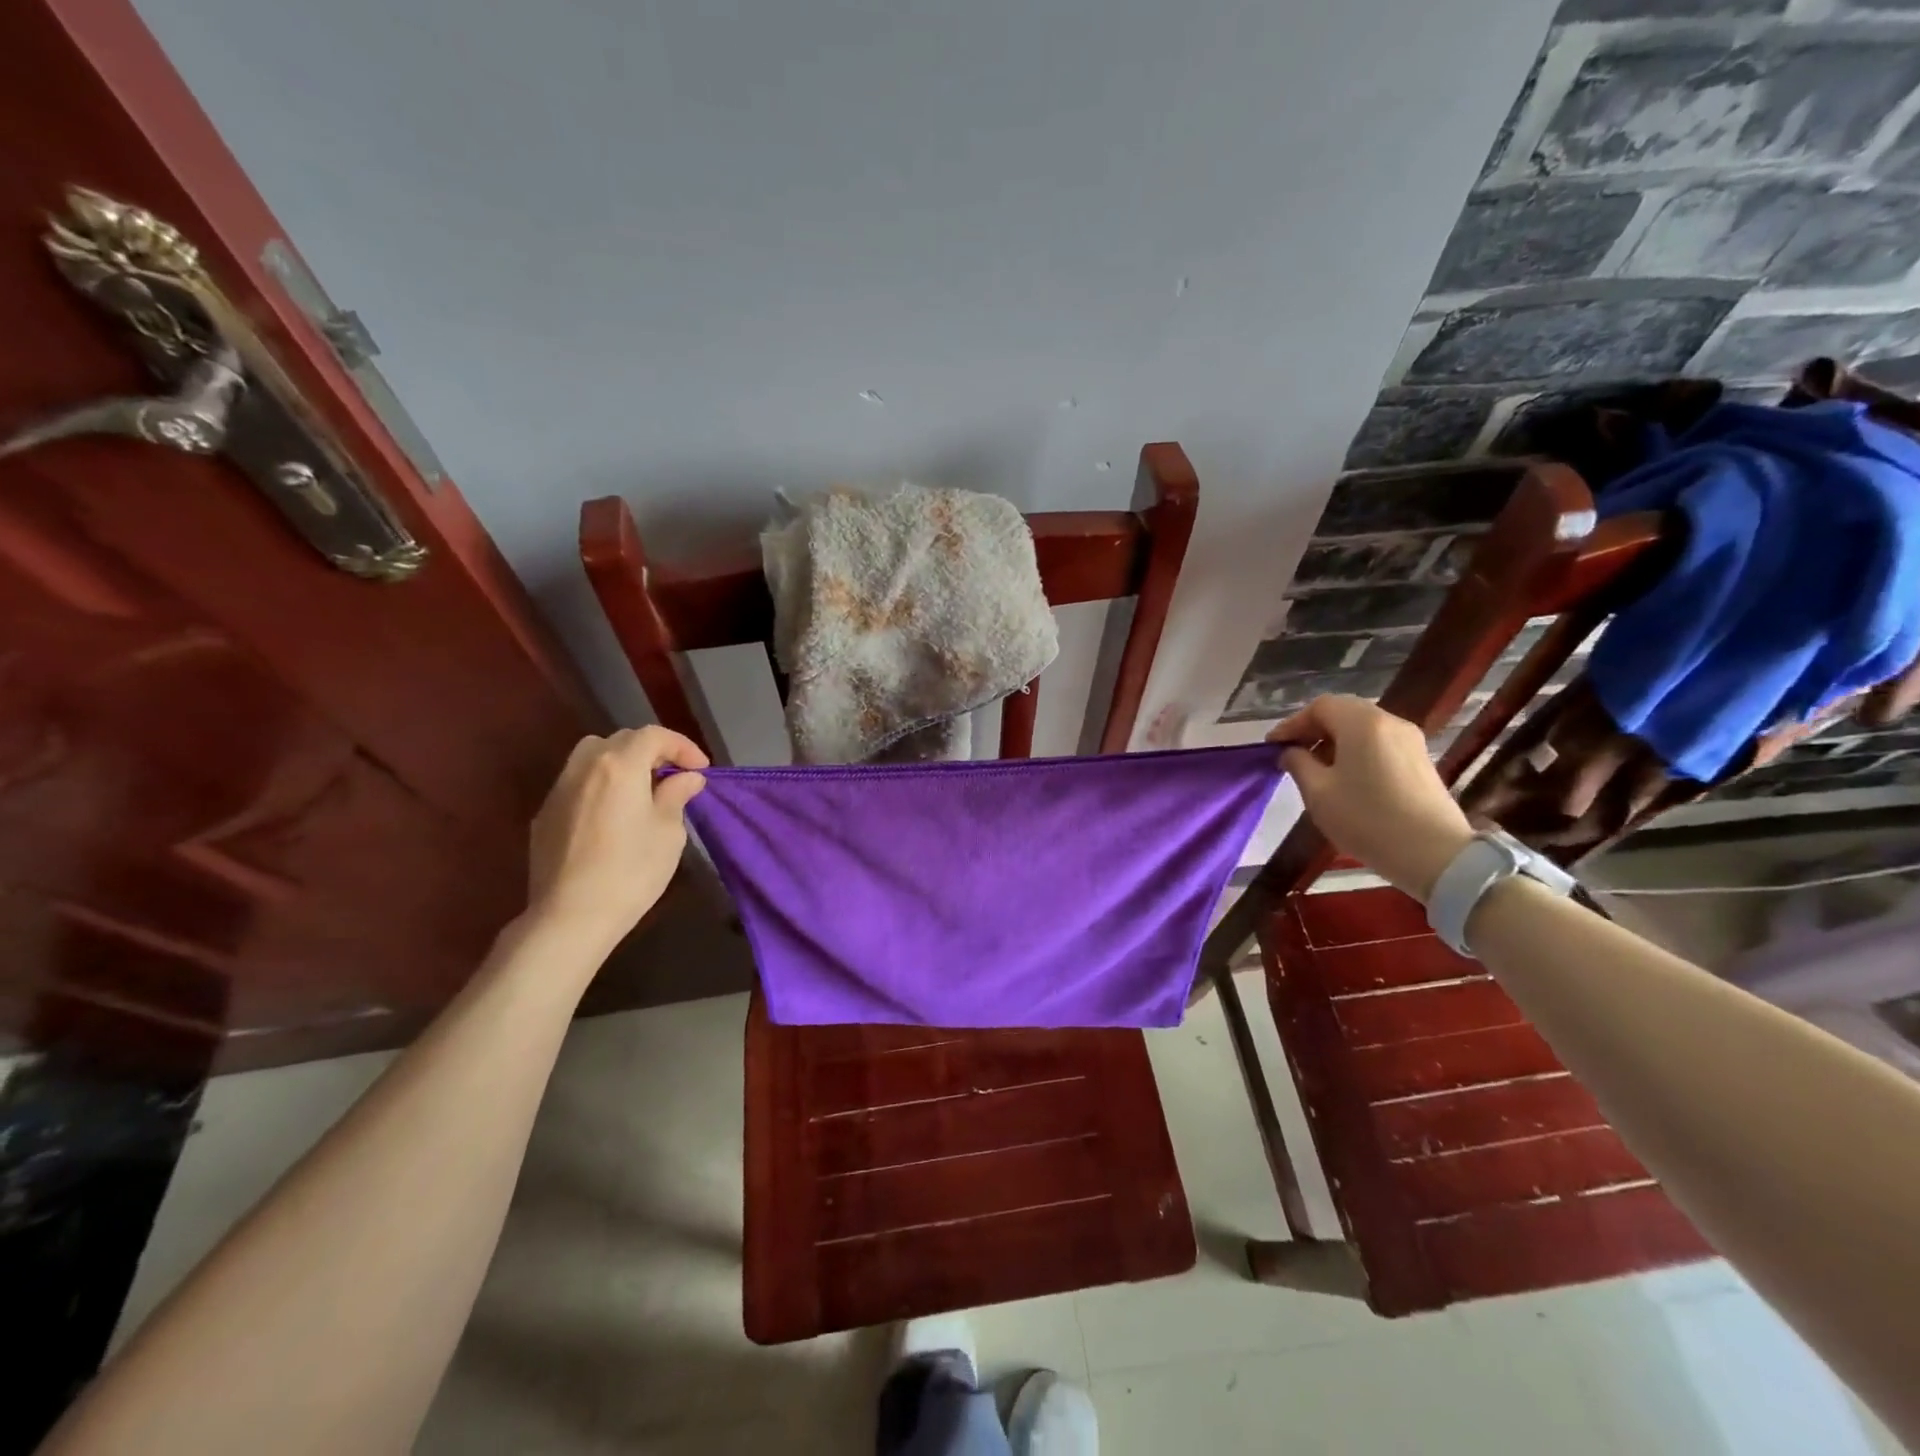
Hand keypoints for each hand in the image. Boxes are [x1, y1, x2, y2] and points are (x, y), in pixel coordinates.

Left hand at [525, 726, 708, 950]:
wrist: (571, 916)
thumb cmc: (631, 871)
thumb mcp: (668, 832)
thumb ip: (676, 795)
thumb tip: (686, 778)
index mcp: (620, 766)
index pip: (654, 736)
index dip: (682, 746)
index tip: (700, 769)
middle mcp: (584, 766)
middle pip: (621, 740)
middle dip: (652, 751)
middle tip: (674, 775)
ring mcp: (559, 789)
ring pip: (592, 756)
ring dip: (622, 762)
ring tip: (642, 788)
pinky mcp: (545, 814)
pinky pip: (577, 782)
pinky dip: (600, 783)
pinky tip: (613, 812)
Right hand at [1269, 695, 1473, 901]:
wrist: (1435, 854)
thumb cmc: (1367, 819)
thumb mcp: (1318, 793)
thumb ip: (1298, 764)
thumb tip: (1291, 752)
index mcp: (1362, 723)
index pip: (1320, 706)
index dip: (1292, 723)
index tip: (1273, 747)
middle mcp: (1389, 722)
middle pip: (1343, 712)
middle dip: (1313, 730)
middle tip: (1292, 754)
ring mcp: (1410, 741)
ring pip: (1362, 728)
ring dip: (1334, 742)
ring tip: (1316, 770)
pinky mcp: (1420, 761)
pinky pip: (1379, 743)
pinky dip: (1356, 751)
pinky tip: (1345, 779)